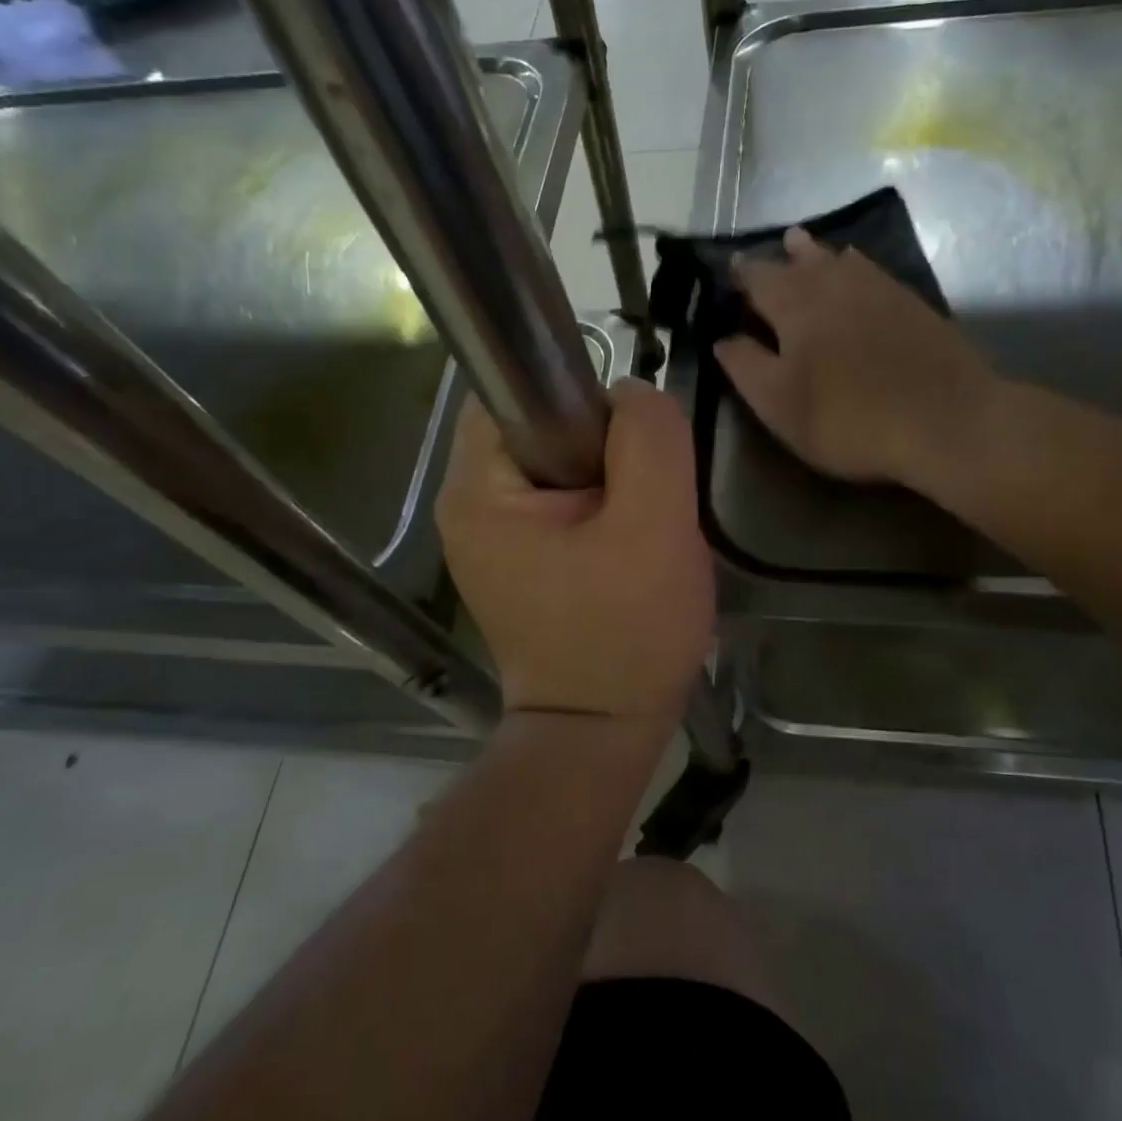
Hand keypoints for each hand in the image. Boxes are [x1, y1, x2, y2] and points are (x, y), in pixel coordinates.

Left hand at [436, 379, 713, 723]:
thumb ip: (648, 439)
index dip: (585, 399)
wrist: (601, 730)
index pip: (519, 390)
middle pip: (540, 425)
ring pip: (555, 461)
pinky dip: (595, 504)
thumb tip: (631, 393)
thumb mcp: (656, 525)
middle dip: (602, 444)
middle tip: (645, 494)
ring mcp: (486, 534)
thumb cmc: (627, 632)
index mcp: (477, 489)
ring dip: (605, 475)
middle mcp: (465, 504)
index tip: (632, 447)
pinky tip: (622, 542)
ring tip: (639, 522)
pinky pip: (556, 498)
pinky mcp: (513, 557)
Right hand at [716, 226, 989, 487]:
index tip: (730, 268)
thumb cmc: (849, 418)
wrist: (947, 420)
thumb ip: (745, 366)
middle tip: (774, 245)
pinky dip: (856, 265)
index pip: (760, 279)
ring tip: (804, 243)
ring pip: (840, 260)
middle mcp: (835, 285)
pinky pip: (873, 271)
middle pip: (802, 261)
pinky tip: (858, 268)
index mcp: (795, 306)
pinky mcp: (913, 305)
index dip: (742, 274)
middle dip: (782, 255)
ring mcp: (879, 290)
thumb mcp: (779, 403)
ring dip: (818, 252)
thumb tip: (722, 338)